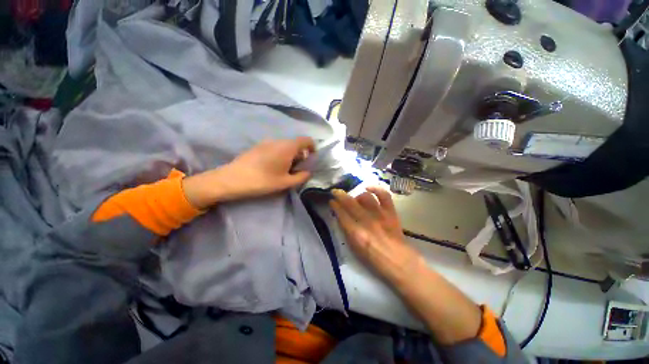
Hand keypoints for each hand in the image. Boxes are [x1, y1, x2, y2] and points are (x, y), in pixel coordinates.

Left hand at [183, 137, 314, 208]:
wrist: (232, 179)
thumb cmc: (263, 181)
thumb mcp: (285, 182)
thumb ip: (301, 177)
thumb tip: (308, 172)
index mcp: (287, 147)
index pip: (305, 140)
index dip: (312, 147)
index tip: (312, 158)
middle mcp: (278, 141)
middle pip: (295, 143)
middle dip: (301, 154)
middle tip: (299, 169)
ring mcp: (266, 142)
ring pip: (285, 145)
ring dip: (291, 155)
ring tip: (286, 169)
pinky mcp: (258, 146)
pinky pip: (275, 147)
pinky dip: (281, 154)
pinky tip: (274, 167)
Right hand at [329, 187, 422, 283]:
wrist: (399, 261)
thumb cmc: (374, 258)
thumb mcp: (355, 248)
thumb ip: (347, 231)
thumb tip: (341, 216)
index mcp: (356, 233)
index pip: (341, 214)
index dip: (335, 206)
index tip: (331, 201)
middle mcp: (367, 221)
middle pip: (350, 203)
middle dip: (340, 195)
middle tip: (336, 192)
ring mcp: (380, 215)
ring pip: (365, 197)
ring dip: (357, 196)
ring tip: (356, 200)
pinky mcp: (391, 212)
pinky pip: (384, 195)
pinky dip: (376, 189)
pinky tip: (368, 188)